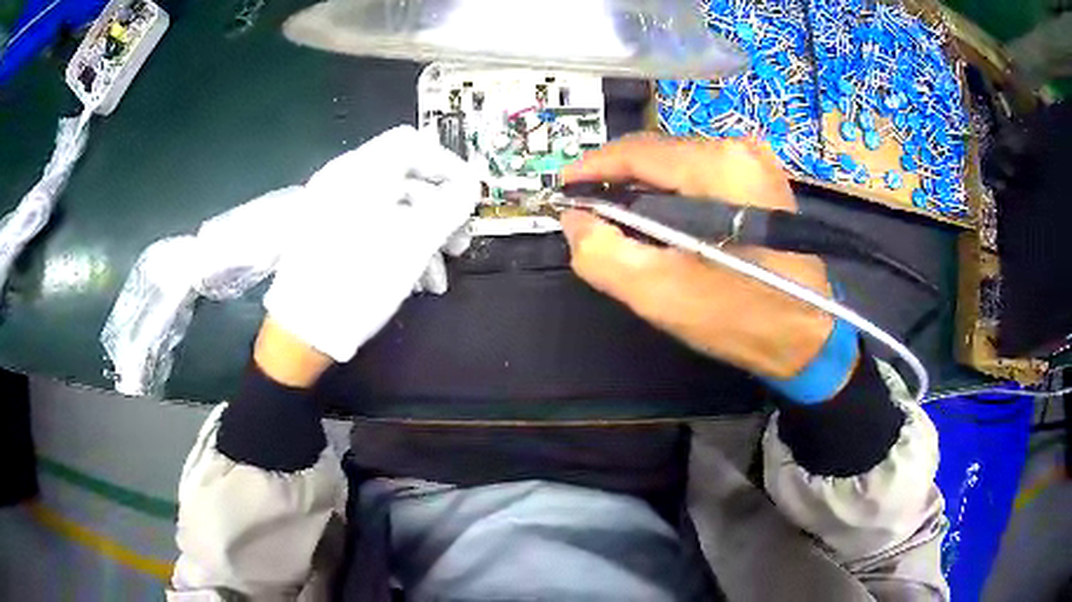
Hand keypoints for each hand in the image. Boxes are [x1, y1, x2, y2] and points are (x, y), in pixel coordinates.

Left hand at [263, 126, 479, 363]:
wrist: (301, 332)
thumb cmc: (359, 281)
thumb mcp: (414, 244)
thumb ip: (450, 207)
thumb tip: (471, 186)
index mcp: (361, 171)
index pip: (413, 144)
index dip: (447, 165)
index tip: (469, 198)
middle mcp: (344, 180)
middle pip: (405, 178)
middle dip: (439, 212)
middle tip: (459, 245)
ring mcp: (331, 207)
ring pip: (391, 208)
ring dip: (422, 237)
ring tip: (437, 277)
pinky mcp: (326, 233)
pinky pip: (371, 226)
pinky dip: (396, 245)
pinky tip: (412, 280)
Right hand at [561, 134, 833, 378]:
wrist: (805, 337)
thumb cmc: (738, 317)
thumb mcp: (660, 293)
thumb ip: (602, 253)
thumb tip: (575, 219)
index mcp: (718, 166)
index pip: (637, 151)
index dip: (591, 167)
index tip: (561, 188)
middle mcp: (738, 149)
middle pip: (657, 154)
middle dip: (616, 180)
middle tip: (587, 211)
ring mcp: (753, 161)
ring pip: (676, 164)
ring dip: (642, 189)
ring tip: (617, 219)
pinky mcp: (760, 179)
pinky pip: (699, 176)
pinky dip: (671, 194)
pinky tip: (658, 221)